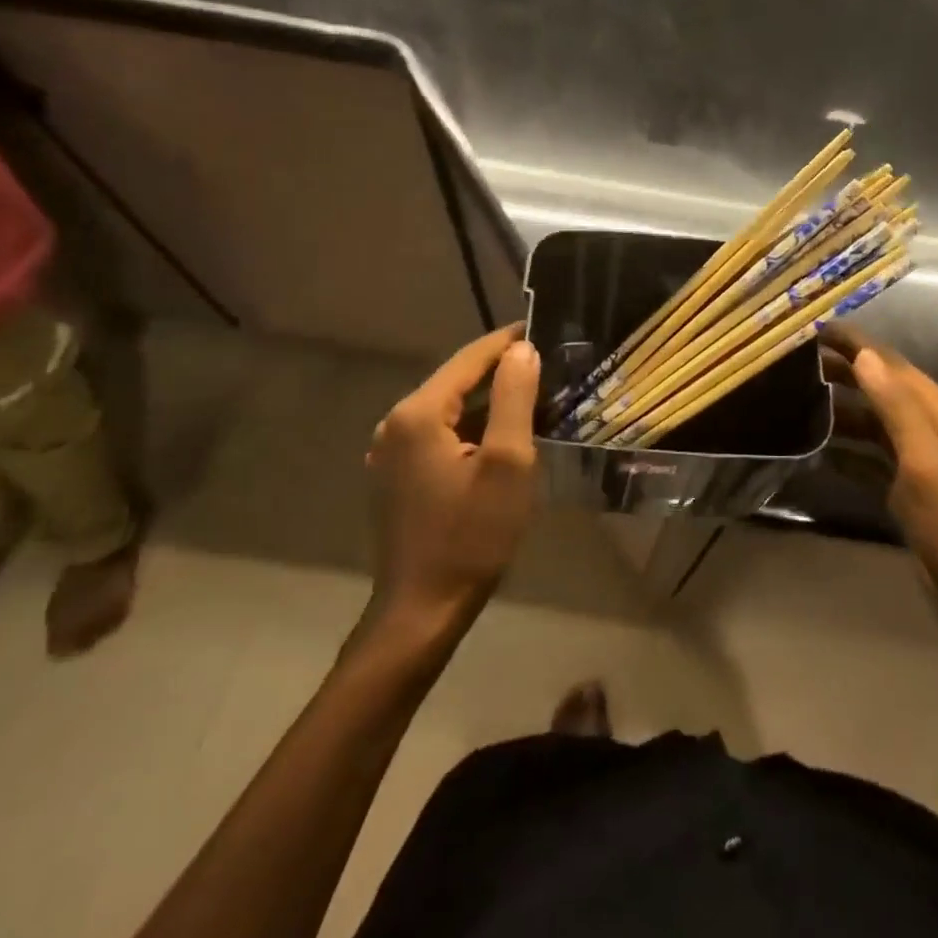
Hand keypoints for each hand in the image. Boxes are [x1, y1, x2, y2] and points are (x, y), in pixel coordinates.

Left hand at [365, 326, 541, 631]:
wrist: (423, 607)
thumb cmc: (472, 535)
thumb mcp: (508, 463)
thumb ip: (515, 398)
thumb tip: (522, 350)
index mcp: (419, 413)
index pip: (469, 359)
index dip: (507, 342)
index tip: (541, 330)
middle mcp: (395, 423)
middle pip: (456, 382)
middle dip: (500, 373)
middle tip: (547, 370)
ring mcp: (390, 451)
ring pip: (448, 410)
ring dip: (488, 403)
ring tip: (533, 400)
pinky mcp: (395, 475)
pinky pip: (438, 435)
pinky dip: (470, 428)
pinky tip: (499, 439)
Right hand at [826, 329, 937, 688]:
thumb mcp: (926, 463)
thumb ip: (896, 407)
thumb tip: (864, 356)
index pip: (893, 365)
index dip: (856, 344)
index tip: (814, 327)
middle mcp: (933, 431)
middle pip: (882, 389)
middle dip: (843, 372)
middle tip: (795, 361)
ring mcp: (920, 463)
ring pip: (874, 424)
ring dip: (841, 410)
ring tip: (798, 399)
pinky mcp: (908, 492)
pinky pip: (871, 460)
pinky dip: (846, 451)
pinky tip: (818, 450)